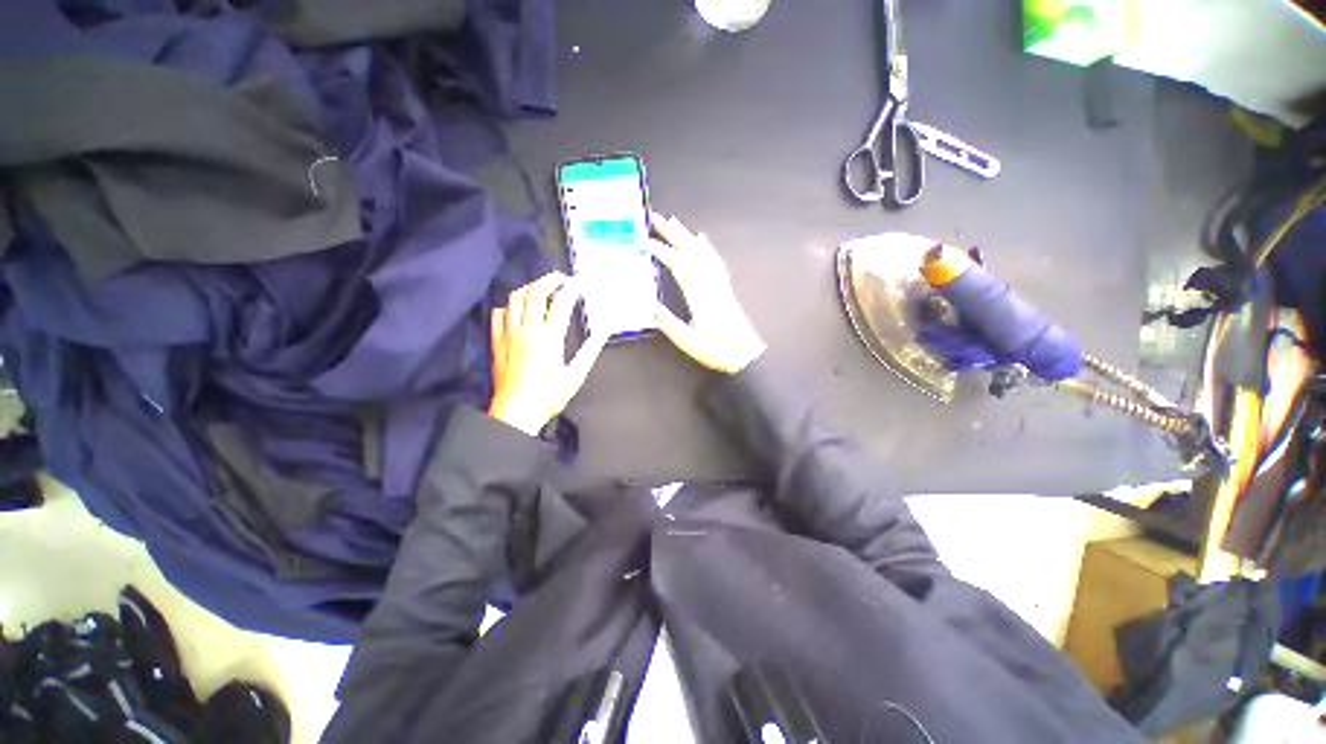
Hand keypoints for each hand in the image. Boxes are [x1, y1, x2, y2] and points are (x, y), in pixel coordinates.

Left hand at [488, 272, 608, 435]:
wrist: (516, 412)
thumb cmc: (546, 396)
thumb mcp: (575, 376)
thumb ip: (590, 351)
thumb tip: (602, 333)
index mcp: (549, 338)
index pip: (561, 303)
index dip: (572, 288)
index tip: (579, 283)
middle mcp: (527, 330)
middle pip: (536, 292)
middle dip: (550, 279)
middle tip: (561, 278)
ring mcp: (509, 334)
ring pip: (515, 298)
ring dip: (530, 287)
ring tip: (541, 287)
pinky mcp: (497, 341)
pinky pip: (497, 314)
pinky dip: (508, 305)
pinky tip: (517, 309)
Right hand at [646, 213, 765, 373]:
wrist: (746, 354)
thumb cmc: (718, 350)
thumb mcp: (689, 342)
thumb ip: (670, 325)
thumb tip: (652, 306)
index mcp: (700, 296)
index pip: (680, 266)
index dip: (662, 251)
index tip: (645, 241)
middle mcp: (710, 284)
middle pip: (691, 252)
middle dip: (673, 233)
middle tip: (656, 217)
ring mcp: (719, 284)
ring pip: (702, 253)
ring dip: (687, 236)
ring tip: (674, 222)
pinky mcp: (724, 287)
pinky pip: (714, 261)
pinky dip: (706, 247)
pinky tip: (702, 239)